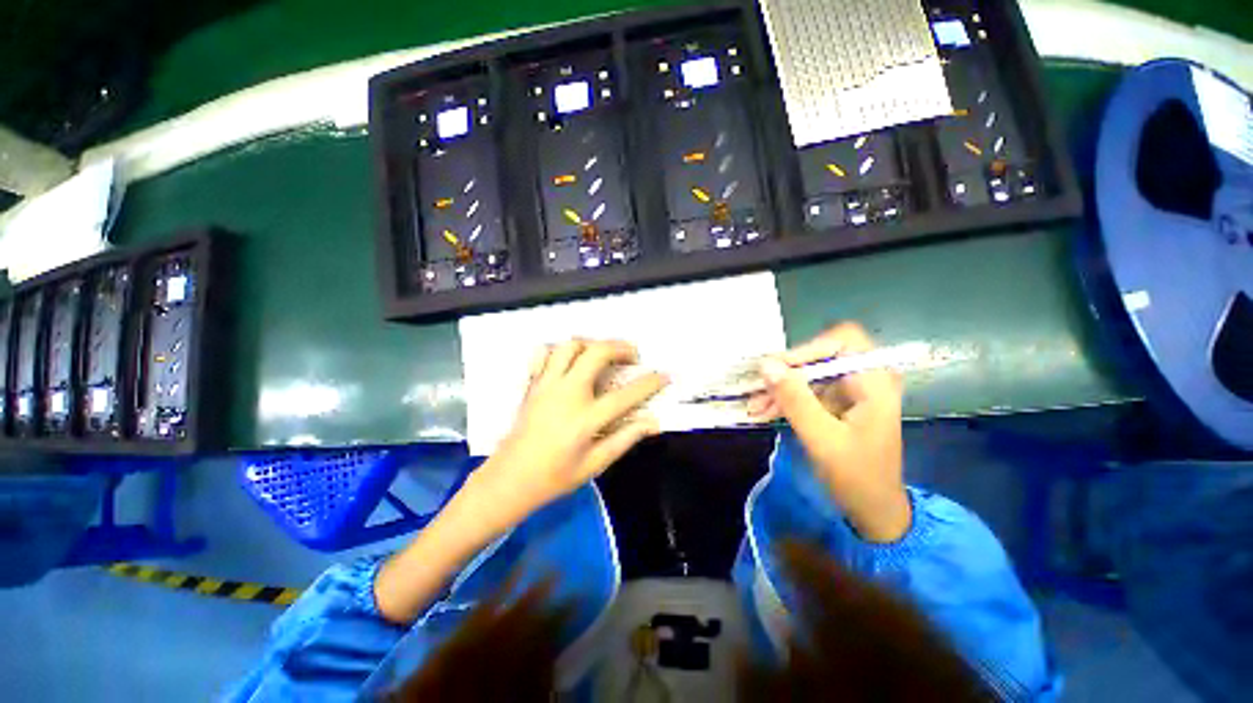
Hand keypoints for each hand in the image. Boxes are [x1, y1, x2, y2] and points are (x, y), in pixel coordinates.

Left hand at [376, 339, 665, 623]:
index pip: (627, 394)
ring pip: (570, 346)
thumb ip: (625, 438)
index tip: (664, 375)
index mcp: (586, 419)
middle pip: (597, 353)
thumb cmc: (555, 477)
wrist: (509, 479)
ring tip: (603, 353)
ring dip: (592, 343)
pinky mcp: (533, 384)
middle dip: (620, 347)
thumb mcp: (595, 464)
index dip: (650, 382)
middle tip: (632, 355)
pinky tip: (570, 359)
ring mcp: (547, 385)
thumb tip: (653, 422)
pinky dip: (560, 349)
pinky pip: (544, 353)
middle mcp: (567, 393)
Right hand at [747, 323, 909, 542]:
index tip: (778, 369)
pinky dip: (784, 400)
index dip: (808, 349)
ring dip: (780, 388)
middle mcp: (864, 379)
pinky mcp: (836, 403)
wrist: (873, 510)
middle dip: (786, 373)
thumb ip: (795, 400)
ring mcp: (849, 391)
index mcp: (874, 382)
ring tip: (754, 406)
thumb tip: (765, 365)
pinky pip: (805, 391)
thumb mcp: (822, 439)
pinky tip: (763, 412)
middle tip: (757, 388)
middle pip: (819, 356)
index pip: (842, 340)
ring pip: (807, 374)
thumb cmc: (857, 477)